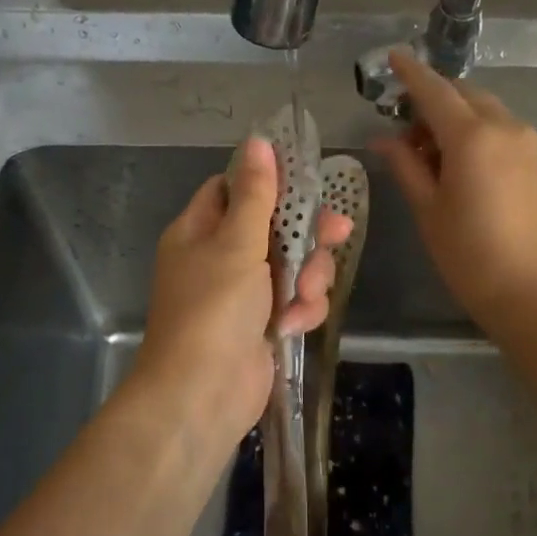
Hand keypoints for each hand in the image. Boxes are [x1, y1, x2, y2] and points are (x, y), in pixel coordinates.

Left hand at [133, 137, 352, 451]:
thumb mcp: (236, 244)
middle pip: (274, 227)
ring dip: (308, 278)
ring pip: (293, 266)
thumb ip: (254, 195)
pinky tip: (296, 324)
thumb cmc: (213, 309)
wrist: (202, 394)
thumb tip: (258, 141)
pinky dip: (301, 311)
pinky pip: (295, 302)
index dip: (269, 182)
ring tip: (304, 298)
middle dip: (306, 234)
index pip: (232, 189)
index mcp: (199, 231)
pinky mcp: (264, 325)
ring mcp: (243, 294)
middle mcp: (219, 258)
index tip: (307, 179)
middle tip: (337, 232)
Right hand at [372, 47, 536, 331]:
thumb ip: (405, 166)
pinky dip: (477, 133)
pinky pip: (502, 131)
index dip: (411, 73)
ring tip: (429, 153)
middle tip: (404, 127)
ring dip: (456, 118)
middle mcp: (504, 128)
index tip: (393, 56)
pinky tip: (460, 164)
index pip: (435, 90)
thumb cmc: (469, 255)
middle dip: (433, 99)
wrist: (535, 292)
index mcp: (471, 136)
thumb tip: (383, 139)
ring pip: (485, 112)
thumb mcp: (428, 210)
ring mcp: (527, 144)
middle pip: (463, 95)